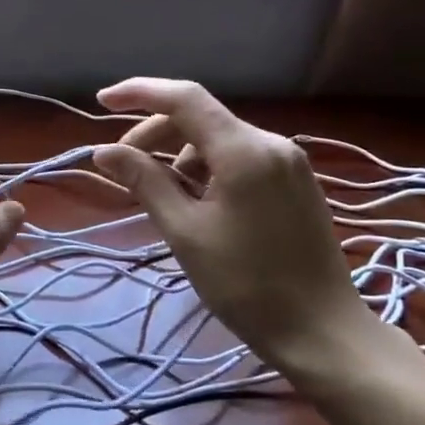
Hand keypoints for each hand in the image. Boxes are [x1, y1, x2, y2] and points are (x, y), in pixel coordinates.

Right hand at [91, 78, 385, 382]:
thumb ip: (145, 182)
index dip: (139, 92)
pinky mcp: (296, 182)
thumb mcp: (185, 232)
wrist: (322, 332)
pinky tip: (197, 201)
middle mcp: (271, 143)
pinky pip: (241, 158)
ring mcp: (289, 162)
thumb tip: (104, 151)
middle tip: (125, 168)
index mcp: (244, 150)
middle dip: (155, 133)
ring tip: (162, 195)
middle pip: (201, 118)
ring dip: (181, 154)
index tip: (102, 102)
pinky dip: (209, 168)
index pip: (185, 99)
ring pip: (220, 139)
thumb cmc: (246, 284)